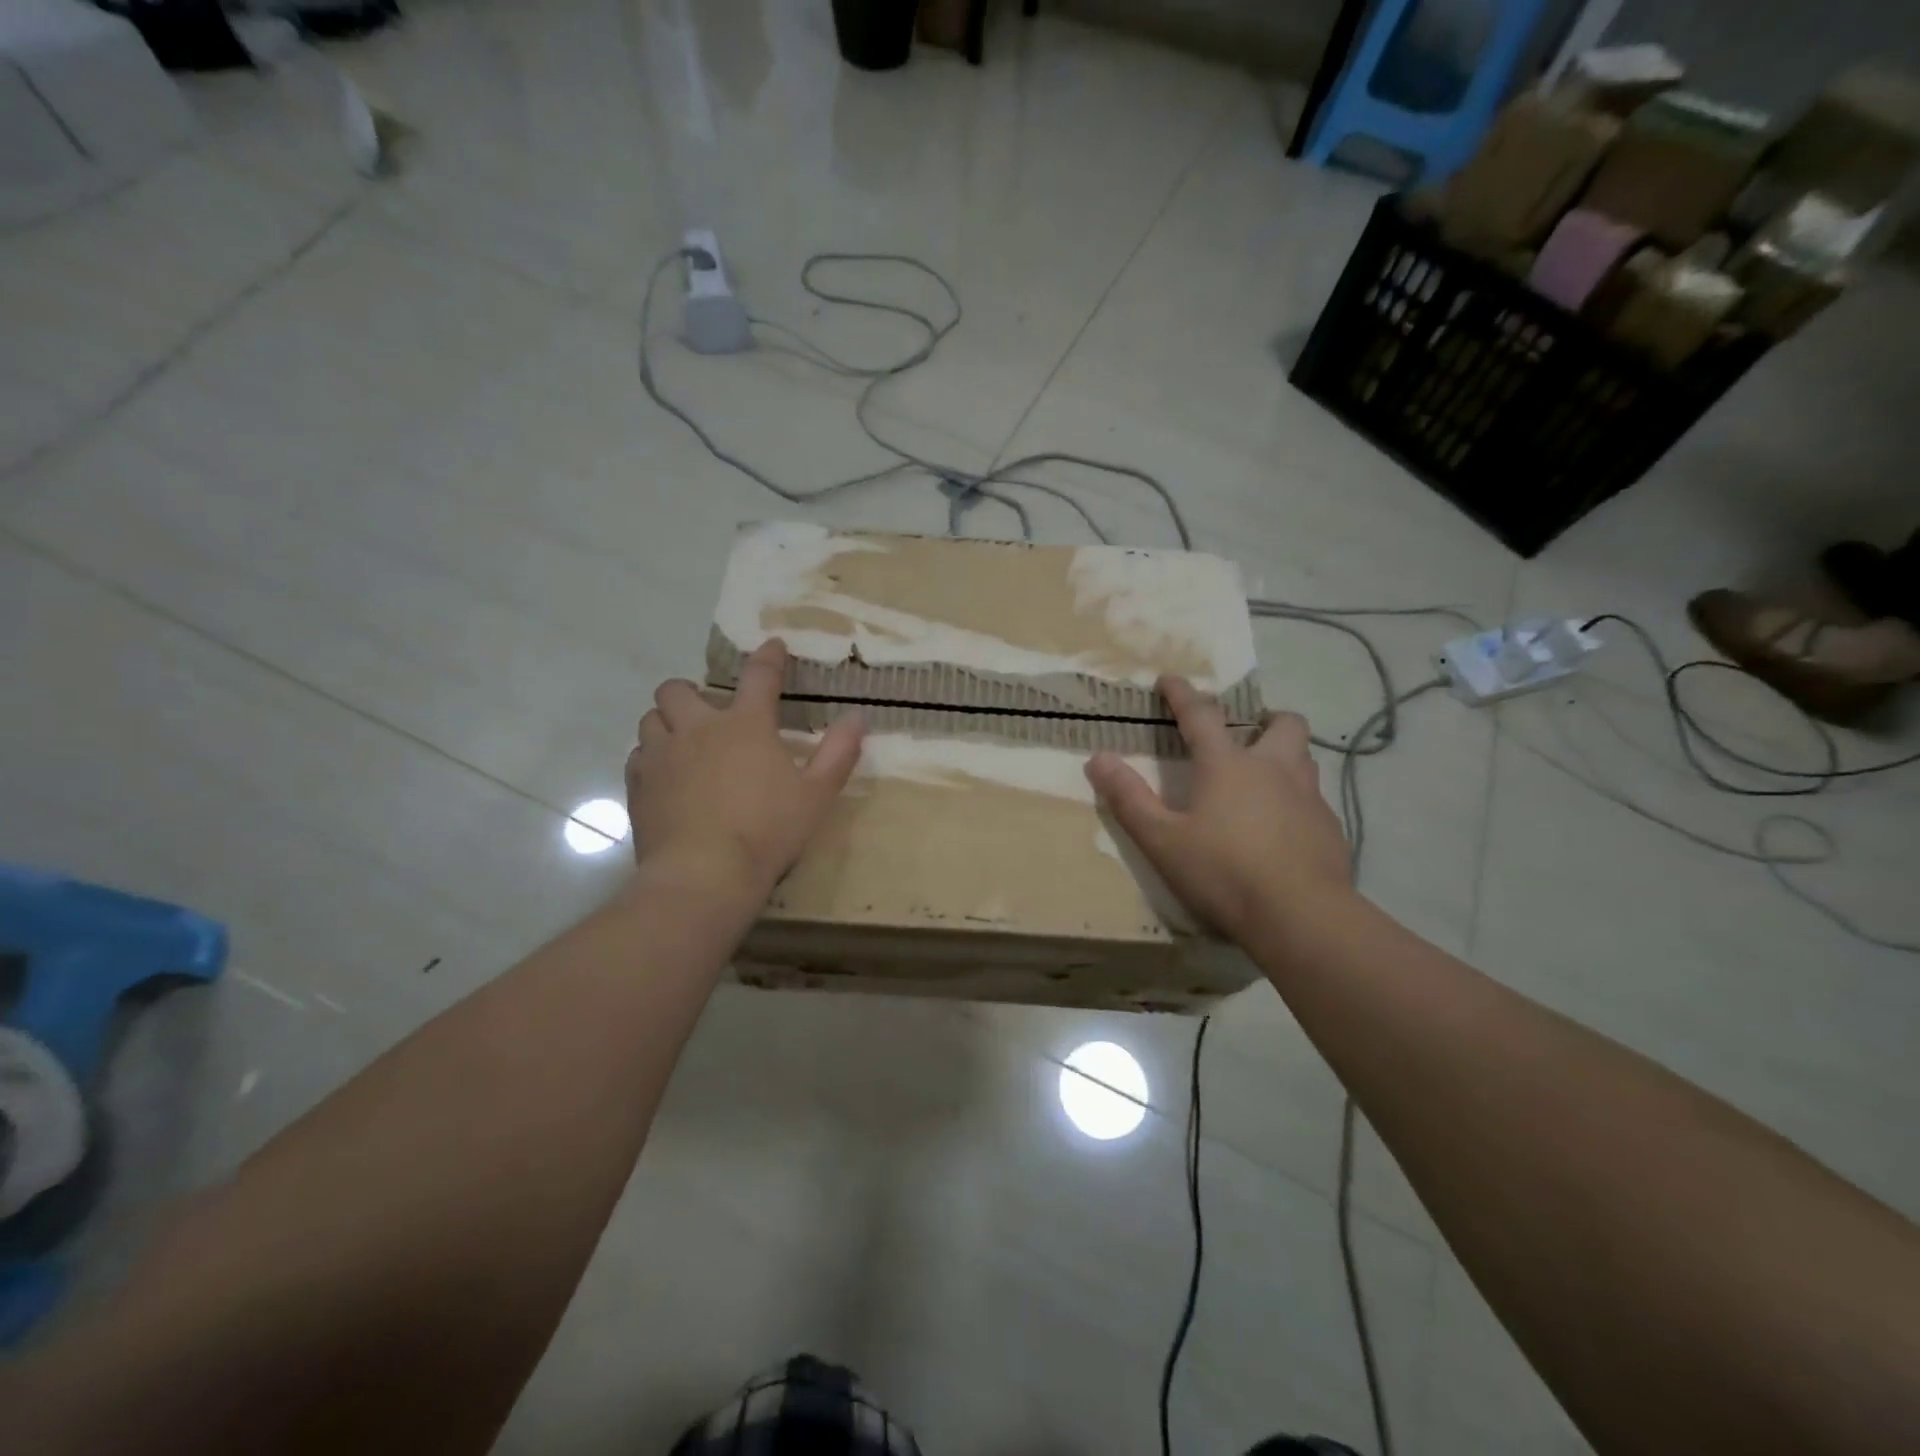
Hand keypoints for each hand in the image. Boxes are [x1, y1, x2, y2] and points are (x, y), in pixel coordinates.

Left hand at [626, 640, 864, 901]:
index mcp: (744, 725)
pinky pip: (637, 756)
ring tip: (683, 743)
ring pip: (651, 718)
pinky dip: (651, 757)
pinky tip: (666, 778)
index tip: (773, 647)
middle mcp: (697, 729)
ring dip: (667, 723)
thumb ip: (838, 753)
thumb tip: (857, 718)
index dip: (768, 657)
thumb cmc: (767, 831)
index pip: (759, 676)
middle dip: (690, 692)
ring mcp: (661, 755)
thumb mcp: (817, 795)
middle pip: (678, 689)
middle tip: (708, 714)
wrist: (704, 874)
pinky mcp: (638, 785)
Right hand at [1084, 676, 1351, 942]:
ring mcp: (1309, 797)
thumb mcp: (1162, 840)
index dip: (1182, 694)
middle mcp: (1274, 769)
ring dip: (1284, 755)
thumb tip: (1098, 759)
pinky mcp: (1330, 828)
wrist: (1301, 916)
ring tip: (1264, 778)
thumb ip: (1129, 798)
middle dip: (1264, 718)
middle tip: (1246, 732)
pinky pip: (1314, 799)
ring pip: (1304, 757)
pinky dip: (1296, 800)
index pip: (1201, 715)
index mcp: (1228, 765)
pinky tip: (1283, 829)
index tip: (1170, 679)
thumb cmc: (1223, 872)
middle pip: (1282, 724)